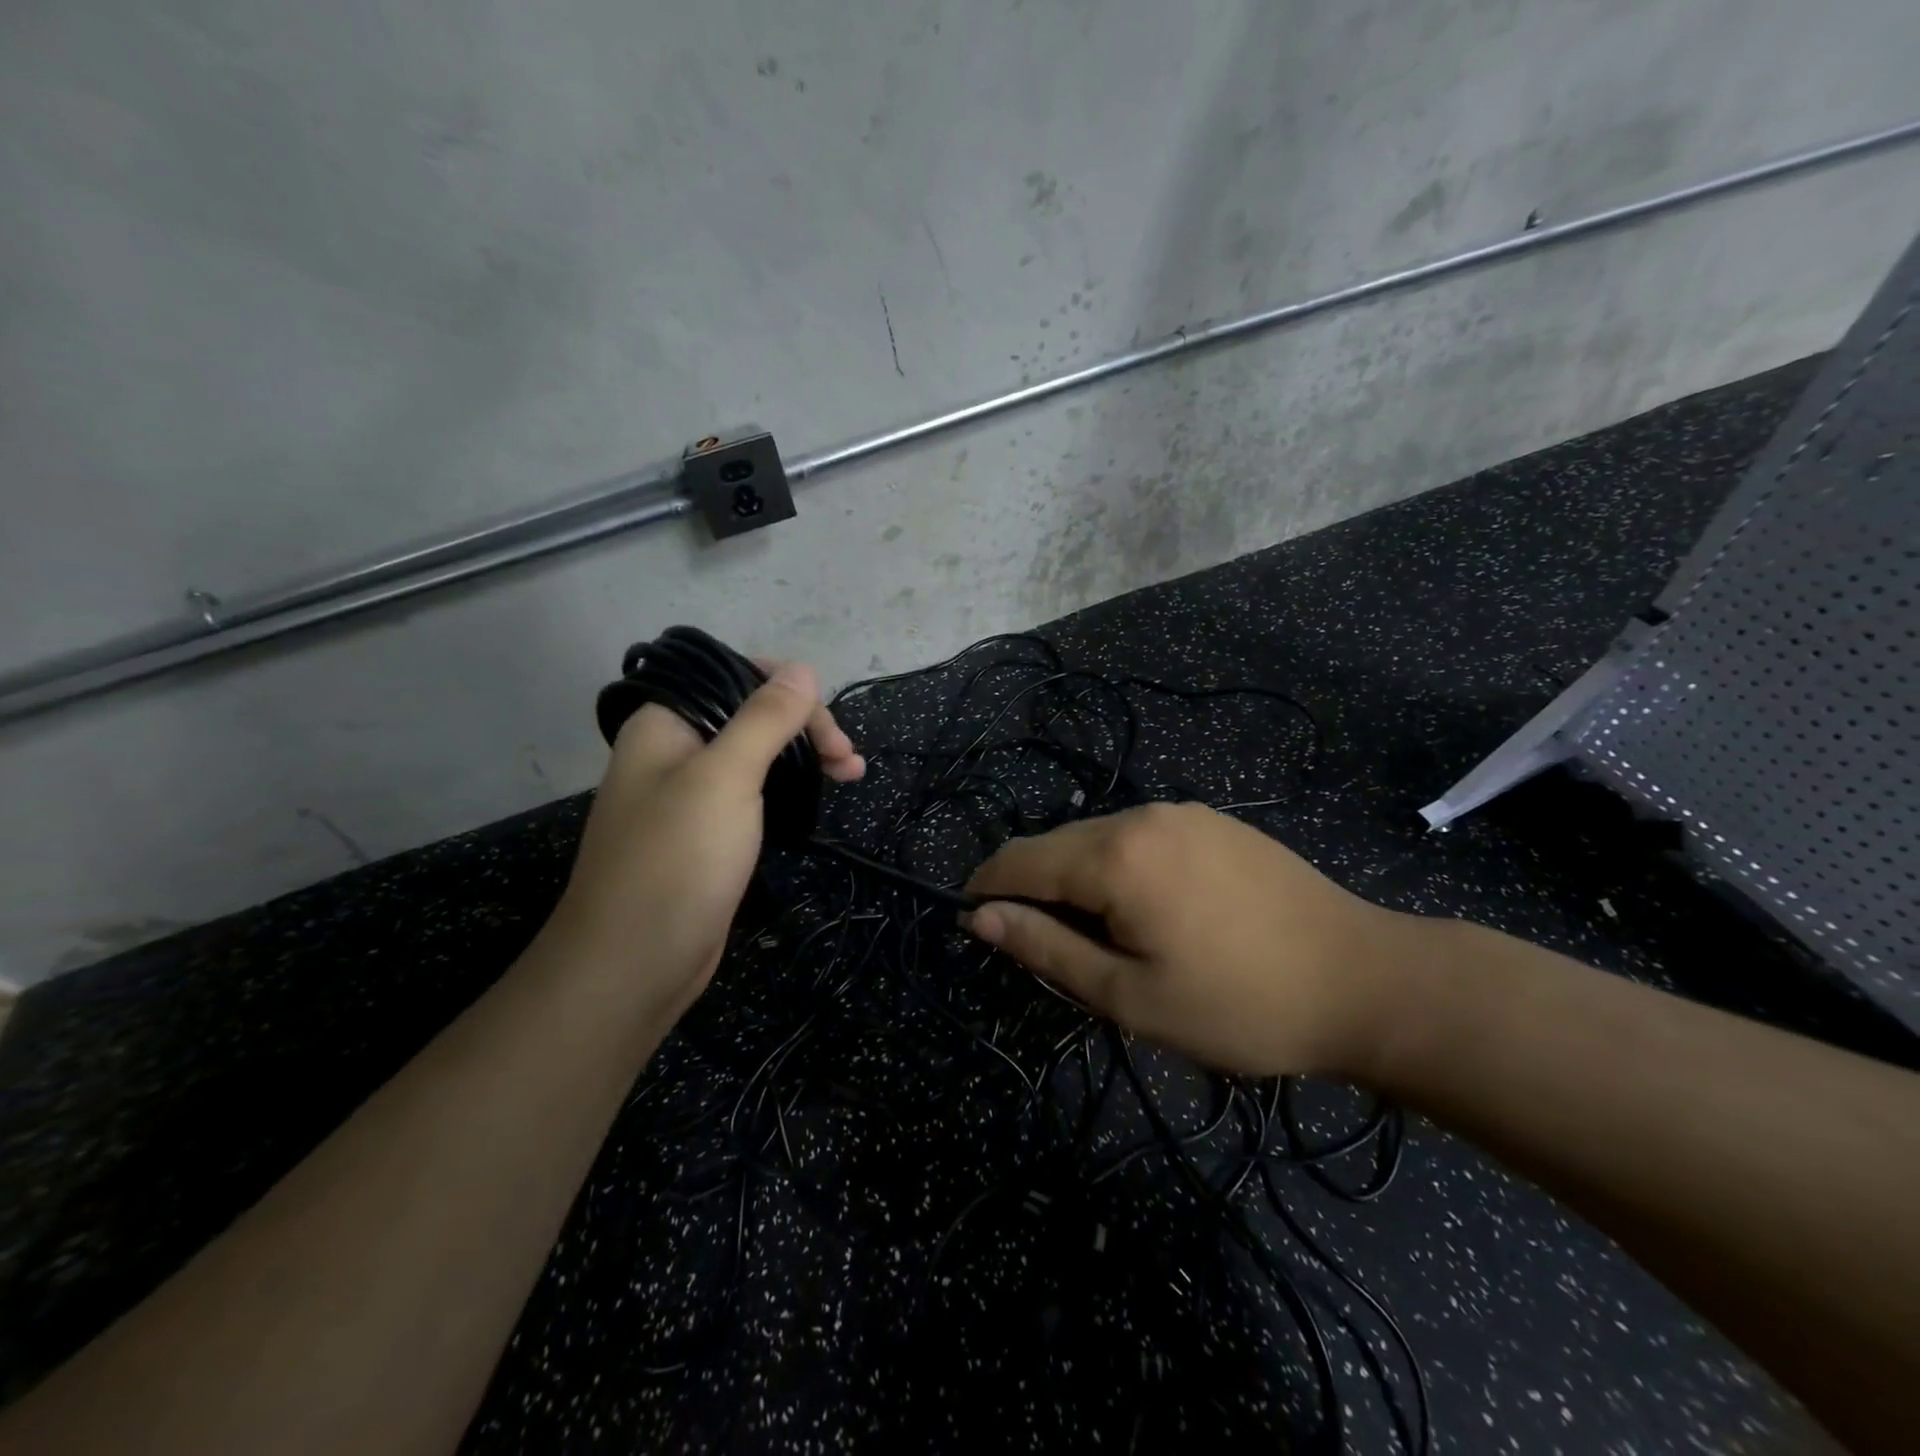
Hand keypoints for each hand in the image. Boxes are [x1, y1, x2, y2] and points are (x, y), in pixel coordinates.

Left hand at [545, 662, 863, 1027]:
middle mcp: (674, 750)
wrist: (633, 965)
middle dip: (804, 726)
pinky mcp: (707, 834)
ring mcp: (690, 794)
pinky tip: (818, 797)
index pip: (731, 675)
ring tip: (851, 774)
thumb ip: (765, 718)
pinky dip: (790, 790)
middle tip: (847, 759)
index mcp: (665, 723)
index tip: (825, 721)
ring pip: (757, 755)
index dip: (784, 686)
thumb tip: (803, 669)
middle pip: (749, 714)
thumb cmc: (677, 860)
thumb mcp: (726, 778)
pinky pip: (753, 793)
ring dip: (804, 757)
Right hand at [962, 802, 1413, 1076]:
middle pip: (1056, 845)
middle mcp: (1141, 815)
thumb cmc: (1240, 1004)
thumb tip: (980, 917)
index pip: (1017, 859)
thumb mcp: (1129, 996)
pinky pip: (1139, 838)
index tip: (974, 924)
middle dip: (1035, 891)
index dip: (985, 889)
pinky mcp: (1212, 822)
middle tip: (1056, 955)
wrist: (1365, 980)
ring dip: (1078, 881)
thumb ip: (1046, 949)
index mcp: (1114, 855)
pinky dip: (1119, 869)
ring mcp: (1182, 812)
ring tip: (1109, 941)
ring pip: (1097, 839)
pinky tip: (1154, 913)